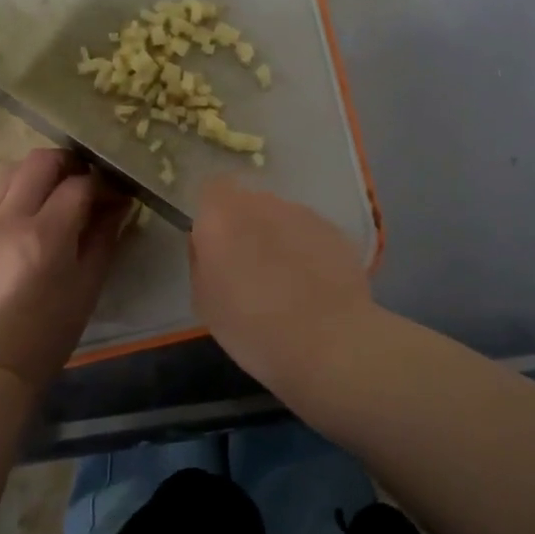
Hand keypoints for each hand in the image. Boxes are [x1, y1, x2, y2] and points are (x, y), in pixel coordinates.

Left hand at [0, 149, 129, 388]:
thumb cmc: (50, 329)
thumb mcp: (89, 283)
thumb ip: (104, 236)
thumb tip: (119, 204)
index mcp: (46, 233)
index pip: (80, 184)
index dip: (103, 184)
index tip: (117, 195)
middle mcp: (11, 217)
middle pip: (41, 160)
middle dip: (70, 163)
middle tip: (88, 181)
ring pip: (12, 169)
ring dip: (40, 171)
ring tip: (58, 191)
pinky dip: (18, 190)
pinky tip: (33, 212)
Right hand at [189, 174, 372, 393]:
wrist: (330, 343)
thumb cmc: (253, 328)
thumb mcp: (204, 303)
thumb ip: (201, 261)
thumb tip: (208, 246)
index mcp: (221, 216)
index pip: (211, 190)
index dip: (212, 215)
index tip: (215, 245)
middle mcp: (261, 203)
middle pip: (247, 203)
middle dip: (246, 227)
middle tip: (249, 267)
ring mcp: (301, 213)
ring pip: (280, 217)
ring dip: (278, 238)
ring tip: (287, 281)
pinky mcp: (334, 229)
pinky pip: (308, 233)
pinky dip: (307, 250)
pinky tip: (313, 285)